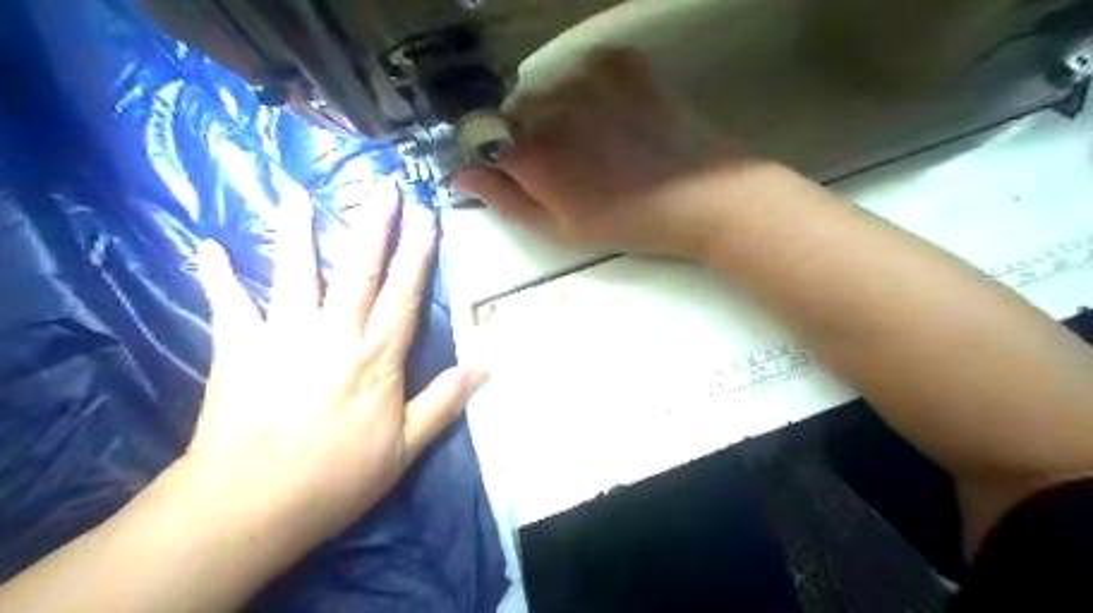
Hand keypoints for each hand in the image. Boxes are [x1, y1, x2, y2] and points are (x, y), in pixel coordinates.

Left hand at [165, 184, 482, 551]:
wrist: (250, 505)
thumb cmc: (336, 477)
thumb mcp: (406, 448)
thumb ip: (444, 402)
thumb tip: (485, 367)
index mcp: (376, 358)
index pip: (405, 295)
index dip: (418, 255)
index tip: (427, 219)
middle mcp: (334, 334)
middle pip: (359, 270)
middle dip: (374, 226)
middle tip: (383, 187)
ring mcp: (283, 336)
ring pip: (295, 272)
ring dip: (297, 230)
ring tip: (296, 191)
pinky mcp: (238, 349)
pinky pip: (227, 304)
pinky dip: (217, 275)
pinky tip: (208, 245)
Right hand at [450, 49, 767, 259]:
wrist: (703, 198)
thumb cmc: (628, 223)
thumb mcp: (560, 228)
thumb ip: (506, 201)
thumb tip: (460, 178)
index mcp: (532, 152)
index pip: (484, 141)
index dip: (494, 158)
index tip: (513, 174)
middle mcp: (551, 106)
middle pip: (515, 112)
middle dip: (526, 137)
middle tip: (564, 166)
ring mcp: (590, 79)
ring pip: (549, 88)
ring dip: (557, 111)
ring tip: (593, 141)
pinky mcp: (626, 65)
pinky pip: (587, 68)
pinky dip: (590, 87)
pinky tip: (612, 112)